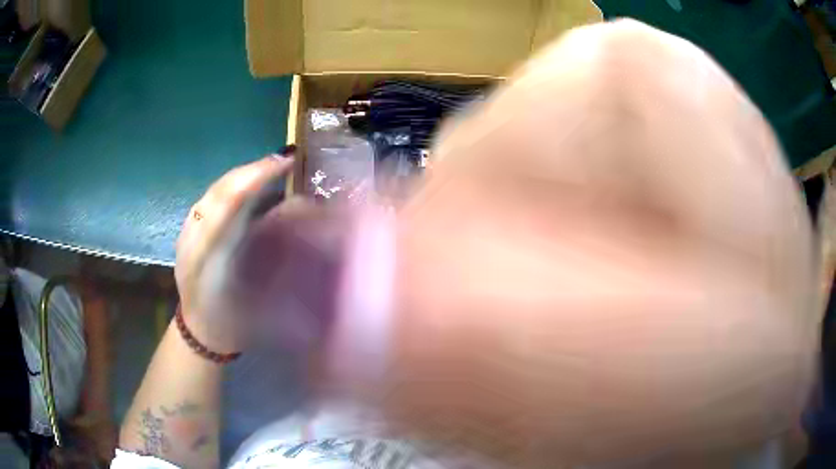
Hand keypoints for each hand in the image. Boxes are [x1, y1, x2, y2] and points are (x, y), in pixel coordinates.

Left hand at [175, 155, 293, 352]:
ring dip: (243, 174)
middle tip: (283, 159)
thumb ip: (271, 255)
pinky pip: (212, 199)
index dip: (256, 177)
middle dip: (252, 169)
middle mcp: (192, 236)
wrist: (200, 330)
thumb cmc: (231, 320)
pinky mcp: (189, 231)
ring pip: (214, 190)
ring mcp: (188, 231)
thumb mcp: (256, 296)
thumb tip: (296, 213)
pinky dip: (234, 185)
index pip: (229, 203)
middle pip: (219, 189)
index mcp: (206, 255)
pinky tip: (249, 185)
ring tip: (270, 168)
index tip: (285, 162)